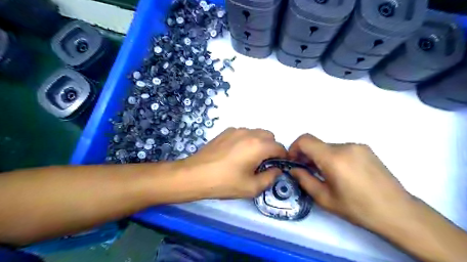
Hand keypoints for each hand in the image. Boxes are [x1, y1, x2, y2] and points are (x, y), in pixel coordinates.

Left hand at [181, 128, 285, 199]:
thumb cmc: (225, 183)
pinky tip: (235, 153)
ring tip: (248, 158)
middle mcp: (249, 133)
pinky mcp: (225, 132)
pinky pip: (243, 133)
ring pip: (256, 133)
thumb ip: (270, 177)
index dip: (282, 157)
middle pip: (269, 136)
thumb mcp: (251, 187)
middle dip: (271, 148)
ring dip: (259, 143)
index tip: (278, 166)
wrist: (196, 174)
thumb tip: (277, 169)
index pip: (279, 147)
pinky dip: (246, 140)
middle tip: (263, 163)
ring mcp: (236, 130)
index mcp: (258, 146)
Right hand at [288, 134, 414, 229]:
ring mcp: (358, 146)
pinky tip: (342, 173)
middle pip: (317, 144)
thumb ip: (304, 180)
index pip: (305, 140)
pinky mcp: (366, 149)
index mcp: (333, 158)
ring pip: (329, 147)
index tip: (294, 161)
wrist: (398, 212)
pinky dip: (334, 157)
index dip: (294, 148)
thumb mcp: (324, 198)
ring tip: (327, 175)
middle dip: (307, 155)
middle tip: (308, 172)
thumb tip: (294, 169)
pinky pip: (342, 149)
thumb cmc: (358, 208)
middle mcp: (345, 146)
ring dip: (321, 157)